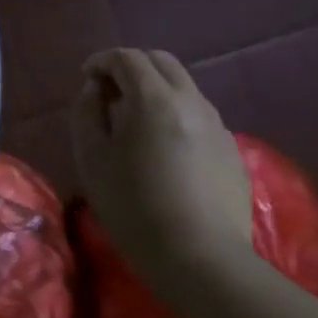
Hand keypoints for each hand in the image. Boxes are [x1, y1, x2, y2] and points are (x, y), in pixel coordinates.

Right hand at [69, 48, 252, 283]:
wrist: (201, 260)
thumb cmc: (134, 207)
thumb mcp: (92, 158)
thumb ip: (87, 113)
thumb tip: (95, 91)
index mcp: (153, 98)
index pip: (127, 57)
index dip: (102, 61)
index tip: (86, 79)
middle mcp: (191, 101)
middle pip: (161, 62)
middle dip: (132, 67)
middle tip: (110, 93)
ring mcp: (218, 125)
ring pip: (184, 88)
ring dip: (156, 91)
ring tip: (135, 123)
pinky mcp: (232, 151)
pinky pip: (199, 116)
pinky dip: (176, 115)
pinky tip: (164, 150)